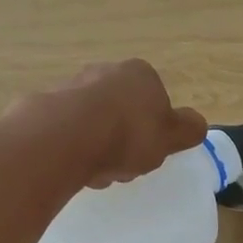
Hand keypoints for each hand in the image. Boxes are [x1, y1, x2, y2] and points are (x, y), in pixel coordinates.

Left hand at [41, 59, 207, 188]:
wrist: (67, 138)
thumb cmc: (129, 134)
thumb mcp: (173, 136)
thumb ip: (189, 130)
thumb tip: (196, 125)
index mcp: (140, 74)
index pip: (156, 100)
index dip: (156, 129)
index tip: (151, 150)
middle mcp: (105, 71)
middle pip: (124, 112)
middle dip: (125, 139)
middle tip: (126, 164)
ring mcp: (72, 87)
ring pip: (96, 124)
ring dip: (101, 147)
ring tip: (101, 171)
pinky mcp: (46, 107)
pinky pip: (70, 133)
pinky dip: (76, 150)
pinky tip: (78, 168)